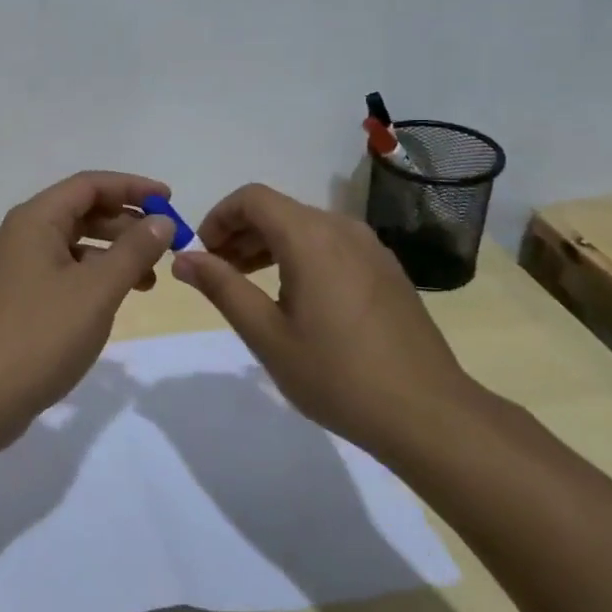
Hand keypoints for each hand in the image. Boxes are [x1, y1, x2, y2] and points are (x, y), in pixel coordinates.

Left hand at [0, 171, 175, 449]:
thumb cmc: (40, 336)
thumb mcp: (96, 291)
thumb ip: (133, 251)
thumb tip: (161, 220)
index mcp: (35, 220)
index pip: (90, 185)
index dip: (132, 187)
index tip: (170, 200)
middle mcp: (21, 235)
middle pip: (81, 212)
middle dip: (126, 223)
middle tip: (165, 245)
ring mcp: (16, 268)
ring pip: (73, 245)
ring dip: (113, 254)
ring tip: (149, 280)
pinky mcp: (17, 299)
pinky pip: (63, 272)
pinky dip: (93, 277)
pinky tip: (113, 300)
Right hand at [171, 183, 481, 448]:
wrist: (428, 413)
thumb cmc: (337, 374)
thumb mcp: (266, 334)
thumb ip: (221, 287)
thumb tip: (183, 258)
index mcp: (310, 237)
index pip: (252, 198)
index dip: (218, 217)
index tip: (202, 254)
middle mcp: (341, 229)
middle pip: (278, 209)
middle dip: (239, 233)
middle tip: (217, 274)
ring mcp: (370, 247)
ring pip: (305, 226)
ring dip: (268, 245)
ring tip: (248, 285)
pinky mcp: (385, 269)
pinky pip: (331, 244)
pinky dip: (299, 256)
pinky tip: (294, 298)